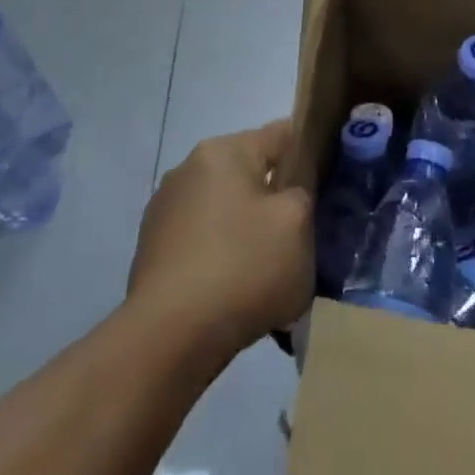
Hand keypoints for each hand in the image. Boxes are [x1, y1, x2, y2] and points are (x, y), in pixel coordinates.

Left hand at [128, 120, 312, 360]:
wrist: (167, 340)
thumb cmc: (242, 268)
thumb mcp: (298, 224)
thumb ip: (301, 195)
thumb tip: (286, 198)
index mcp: (224, 151)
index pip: (280, 134)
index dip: (308, 154)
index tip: (324, 185)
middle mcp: (188, 169)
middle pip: (249, 172)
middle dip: (273, 199)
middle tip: (296, 236)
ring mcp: (164, 211)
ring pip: (224, 209)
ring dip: (245, 230)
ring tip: (265, 274)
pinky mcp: (151, 252)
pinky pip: (201, 242)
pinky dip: (220, 258)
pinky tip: (232, 293)